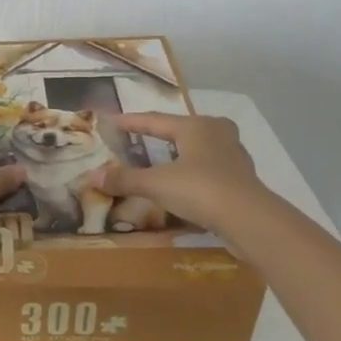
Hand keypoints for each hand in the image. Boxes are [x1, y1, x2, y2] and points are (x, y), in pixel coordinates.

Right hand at [90, 113, 267, 231]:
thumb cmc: (200, 190)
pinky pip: (207, 170)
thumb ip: (124, 179)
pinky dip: (191, 173)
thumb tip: (91, 176)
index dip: (132, 122)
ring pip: (198, 149)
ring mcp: (233, 156)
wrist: (249, 220)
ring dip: (178, 154)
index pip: (155, 120)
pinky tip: (182, 185)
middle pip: (181, 130)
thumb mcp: (156, 184)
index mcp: (196, 126)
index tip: (112, 121)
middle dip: (160, 134)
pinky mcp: (240, 180)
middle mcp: (217, 134)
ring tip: (160, 161)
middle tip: (139, 139)